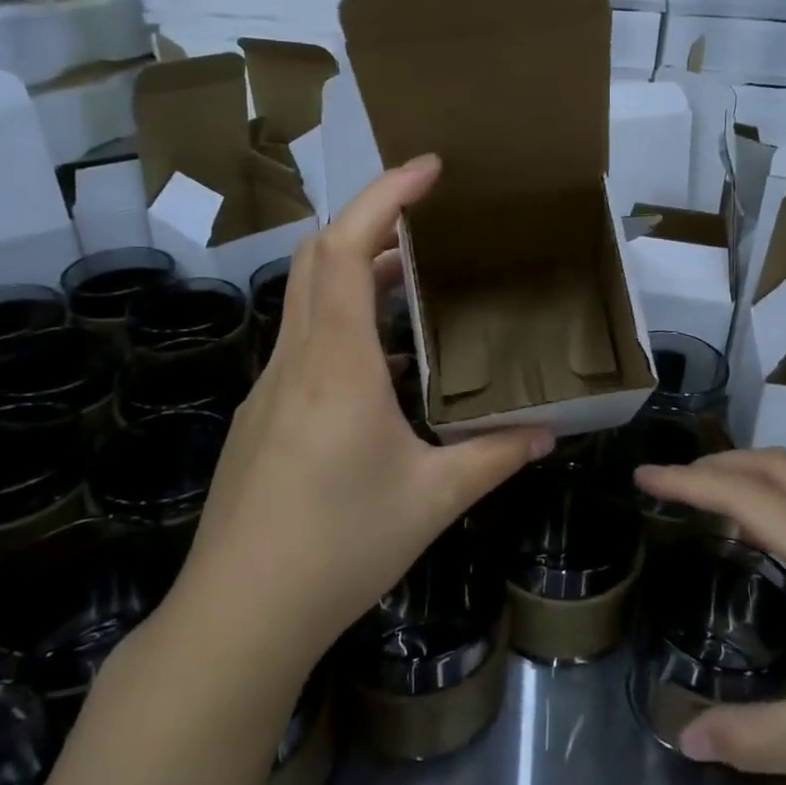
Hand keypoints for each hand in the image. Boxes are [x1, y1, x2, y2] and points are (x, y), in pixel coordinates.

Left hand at [174, 155, 553, 663]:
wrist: (238, 615)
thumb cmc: (338, 547)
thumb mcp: (432, 500)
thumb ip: (494, 458)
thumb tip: (547, 435)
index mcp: (335, 366)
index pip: (343, 250)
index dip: (384, 197)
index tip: (429, 169)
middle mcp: (296, 362)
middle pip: (317, 259)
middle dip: (373, 223)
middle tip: (431, 222)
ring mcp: (270, 388)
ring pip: (308, 301)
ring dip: (358, 274)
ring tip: (417, 284)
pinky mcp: (262, 417)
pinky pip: (307, 344)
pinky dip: (346, 325)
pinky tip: (388, 367)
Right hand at [636, 449, 785, 784]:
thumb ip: (758, 738)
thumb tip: (686, 738)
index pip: (745, 497)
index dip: (688, 482)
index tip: (643, 475)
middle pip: (778, 466)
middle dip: (720, 463)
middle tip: (674, 486)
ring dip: (754, 481)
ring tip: (715, 513)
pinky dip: (783, 507)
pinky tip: (780, 557)